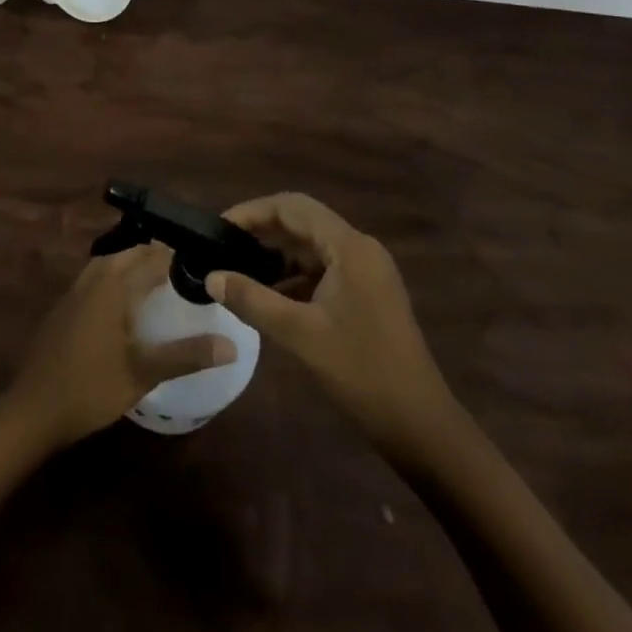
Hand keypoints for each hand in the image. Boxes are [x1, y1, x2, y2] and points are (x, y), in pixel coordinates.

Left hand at [2, 244, 236, 449]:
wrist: (32, 409)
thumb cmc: (90, 388)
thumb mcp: (143, 373)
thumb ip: (186, 355)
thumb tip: (230, 345)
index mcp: (115, 285)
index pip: (154, 257)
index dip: (180, 257)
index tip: (206, 264)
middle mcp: (95, 277)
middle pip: (132, 253)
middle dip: (159, 257)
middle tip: (189, 273)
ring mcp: (76, 289)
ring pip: (112, 261)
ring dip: (136, 264)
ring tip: (163, 282)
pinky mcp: (66, 305)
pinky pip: (98, 275)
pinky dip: (118, 276)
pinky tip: (128, 302)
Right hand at [209, 193, 461, 455]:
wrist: (420, 425)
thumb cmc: (360, 371)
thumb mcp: (299, 333)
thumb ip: (252, 299)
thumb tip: (211, 277)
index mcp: (349, 247)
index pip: (293, 206)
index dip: (253, 211)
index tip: (220, 228)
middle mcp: (360, 249)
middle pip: (302, 223)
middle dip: (262, 232)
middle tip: (222, 248)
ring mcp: (366, 273)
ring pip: (312, 248)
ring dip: (276, 256)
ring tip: (237, 271)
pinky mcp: (366, 295)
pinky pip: (323, 271)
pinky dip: (294, 277)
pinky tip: (267, 297)